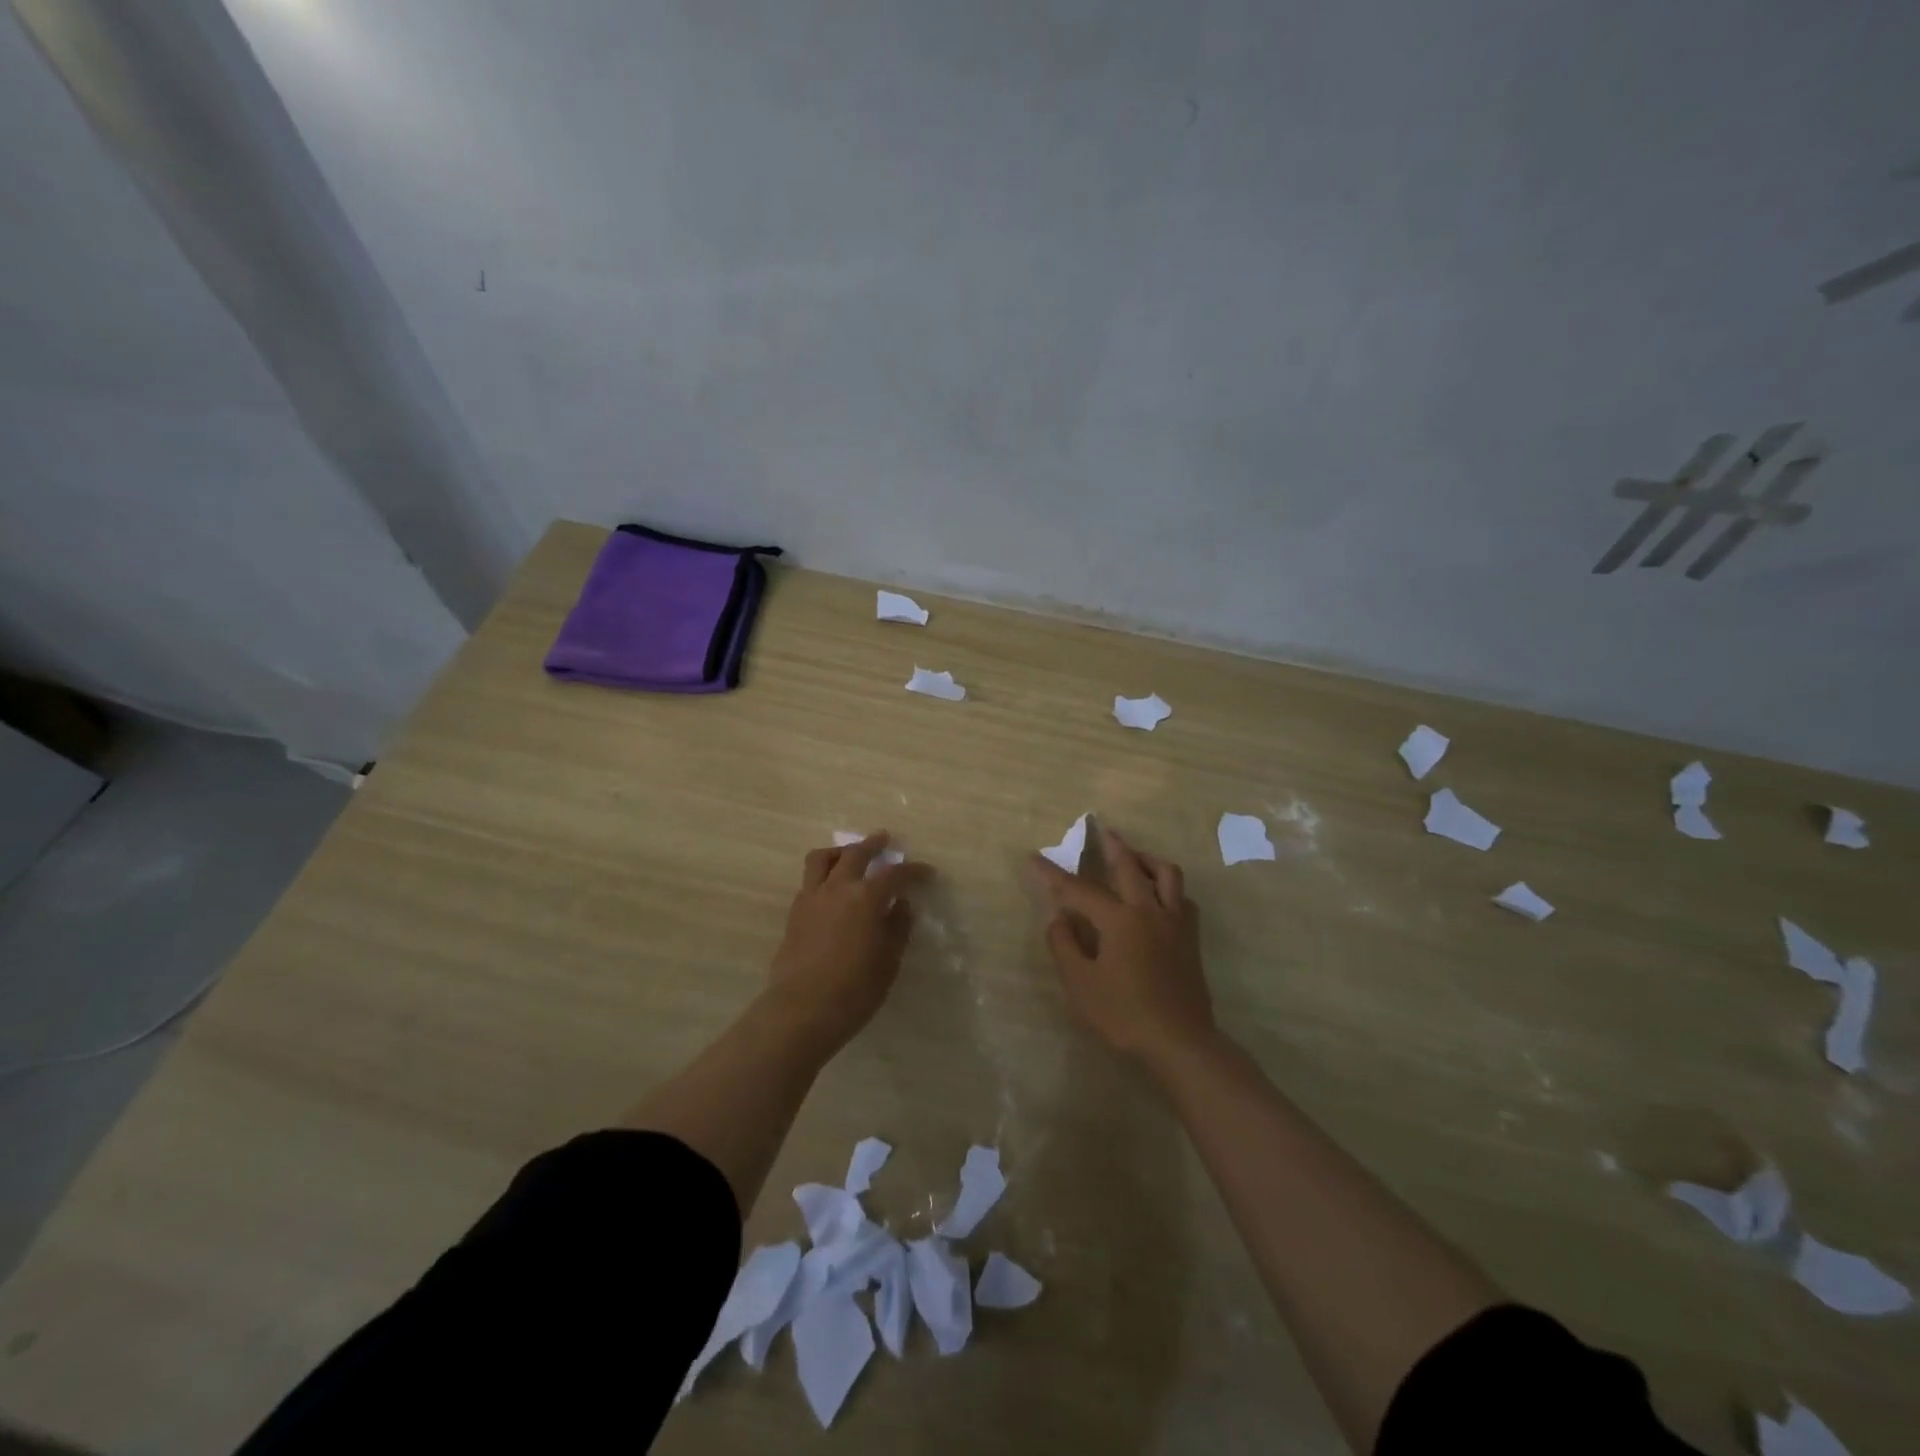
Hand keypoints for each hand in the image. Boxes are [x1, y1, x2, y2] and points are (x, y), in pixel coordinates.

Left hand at [766, 834, 930, 1050]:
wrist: (801, 1010)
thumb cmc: (854, 990)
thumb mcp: (888, 962)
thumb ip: (897, 928)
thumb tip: (901, 905)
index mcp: (866, 898)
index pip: (895, 874)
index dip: (914, 871)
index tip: (927, 872)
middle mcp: (837, 888)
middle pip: (856, 853)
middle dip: (873, 844)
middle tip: (885, 839)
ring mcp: (811, 898)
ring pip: (823, 858)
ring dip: (841, 851)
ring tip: (850, 854)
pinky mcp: (795, 913)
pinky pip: (810, 880)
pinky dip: (825, 874)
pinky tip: (833, 889)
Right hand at [1029, 824, 1214, 1060]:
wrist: (1180, 1041)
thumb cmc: (1124, 1014)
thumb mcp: (1080, 984)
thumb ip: (1064, 945)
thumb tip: (1058, 918)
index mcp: (1119, 919)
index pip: (1079, 889)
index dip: (1053, 874)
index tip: (1033, 858)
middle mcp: (1149, 910)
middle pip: (1129, 865)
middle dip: (1110, 845)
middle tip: (1099, 829)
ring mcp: (1175, 922)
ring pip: (1166, 873)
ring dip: (1146, 858)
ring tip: (1133, 855)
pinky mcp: (1190, 938)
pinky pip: (1182, 897)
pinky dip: (1167, 886)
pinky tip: (1158, 894)